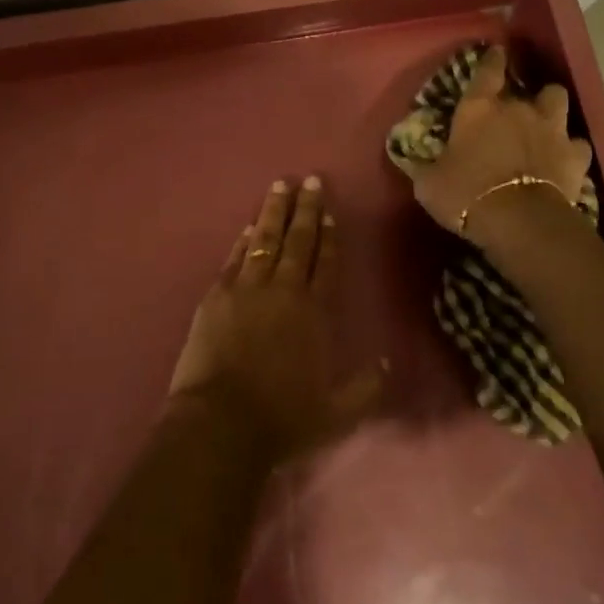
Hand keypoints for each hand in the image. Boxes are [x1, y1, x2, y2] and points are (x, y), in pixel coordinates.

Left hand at [169, 177, 381, 461]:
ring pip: (264, 240)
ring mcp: (246, 290)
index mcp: (314, 312)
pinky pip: (234, 259)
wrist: (221, 422)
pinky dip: (243, 241)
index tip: (330, 212)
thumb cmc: (284, 418)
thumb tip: (388, 364)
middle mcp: (283, 291)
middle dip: (305, 209)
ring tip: (279, 186)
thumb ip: (366, 388)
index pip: (325, 263)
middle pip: (297, 241)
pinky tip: (248, 227)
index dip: (329, 236)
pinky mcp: (215, 297)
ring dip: (273, 212)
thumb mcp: (338, 412)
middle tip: (309, 180)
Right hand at [402, 46, 593, 236]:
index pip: (487, 71)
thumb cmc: (466, 195)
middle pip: (531, 86)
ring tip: (546, 124)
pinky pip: (578, 144)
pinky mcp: (576, 156)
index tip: (497, 52)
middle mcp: (519, 109)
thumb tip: (413, 161)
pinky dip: (571, 150)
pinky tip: (564, 160)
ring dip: (552, 110)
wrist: (519, 221)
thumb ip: (425, 167)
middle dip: (525, 96)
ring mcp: (552, 130)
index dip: (492, 60)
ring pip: (558, 101)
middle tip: (517, 110)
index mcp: (479, 109)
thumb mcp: (429, 184)